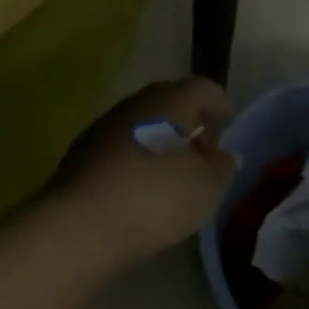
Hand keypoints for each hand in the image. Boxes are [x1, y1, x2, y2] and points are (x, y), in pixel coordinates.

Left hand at [50, 77, 238, 262]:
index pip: (201, 87)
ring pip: (142, 119)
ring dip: (159, 136)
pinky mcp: (83, 149)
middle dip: (187, 119)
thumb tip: (223, 154)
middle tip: (201, 148)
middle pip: (169, 99)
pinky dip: (135, 154)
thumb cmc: (155, 197)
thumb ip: (221, 167)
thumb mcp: (205, 188)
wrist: (82, 221)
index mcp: (171, 100)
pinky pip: (120, 142)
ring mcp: (106, 123)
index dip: (217, 102)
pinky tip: (139, 184)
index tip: (226, 123)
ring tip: (171, 170)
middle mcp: (137, 102)